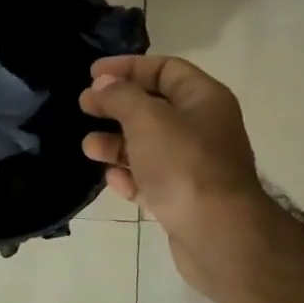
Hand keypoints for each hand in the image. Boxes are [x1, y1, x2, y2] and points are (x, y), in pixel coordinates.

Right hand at [79, 55, 274, 292]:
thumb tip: (103, 84)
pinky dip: (131, 177)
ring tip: (89, 148)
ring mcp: (196, 166)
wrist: (219, 235)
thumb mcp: (147, 119)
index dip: (128, 67)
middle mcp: (204, 128)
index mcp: (204, 99)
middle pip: (154, 107)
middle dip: (117, 106)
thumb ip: (121, 96)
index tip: (92, 75)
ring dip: (117, 144)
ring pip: (149, 146)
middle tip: (84, 106)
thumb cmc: (184, 165)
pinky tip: (112, 180)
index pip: (165, 69)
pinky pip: (152, 180)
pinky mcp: (185, 199)